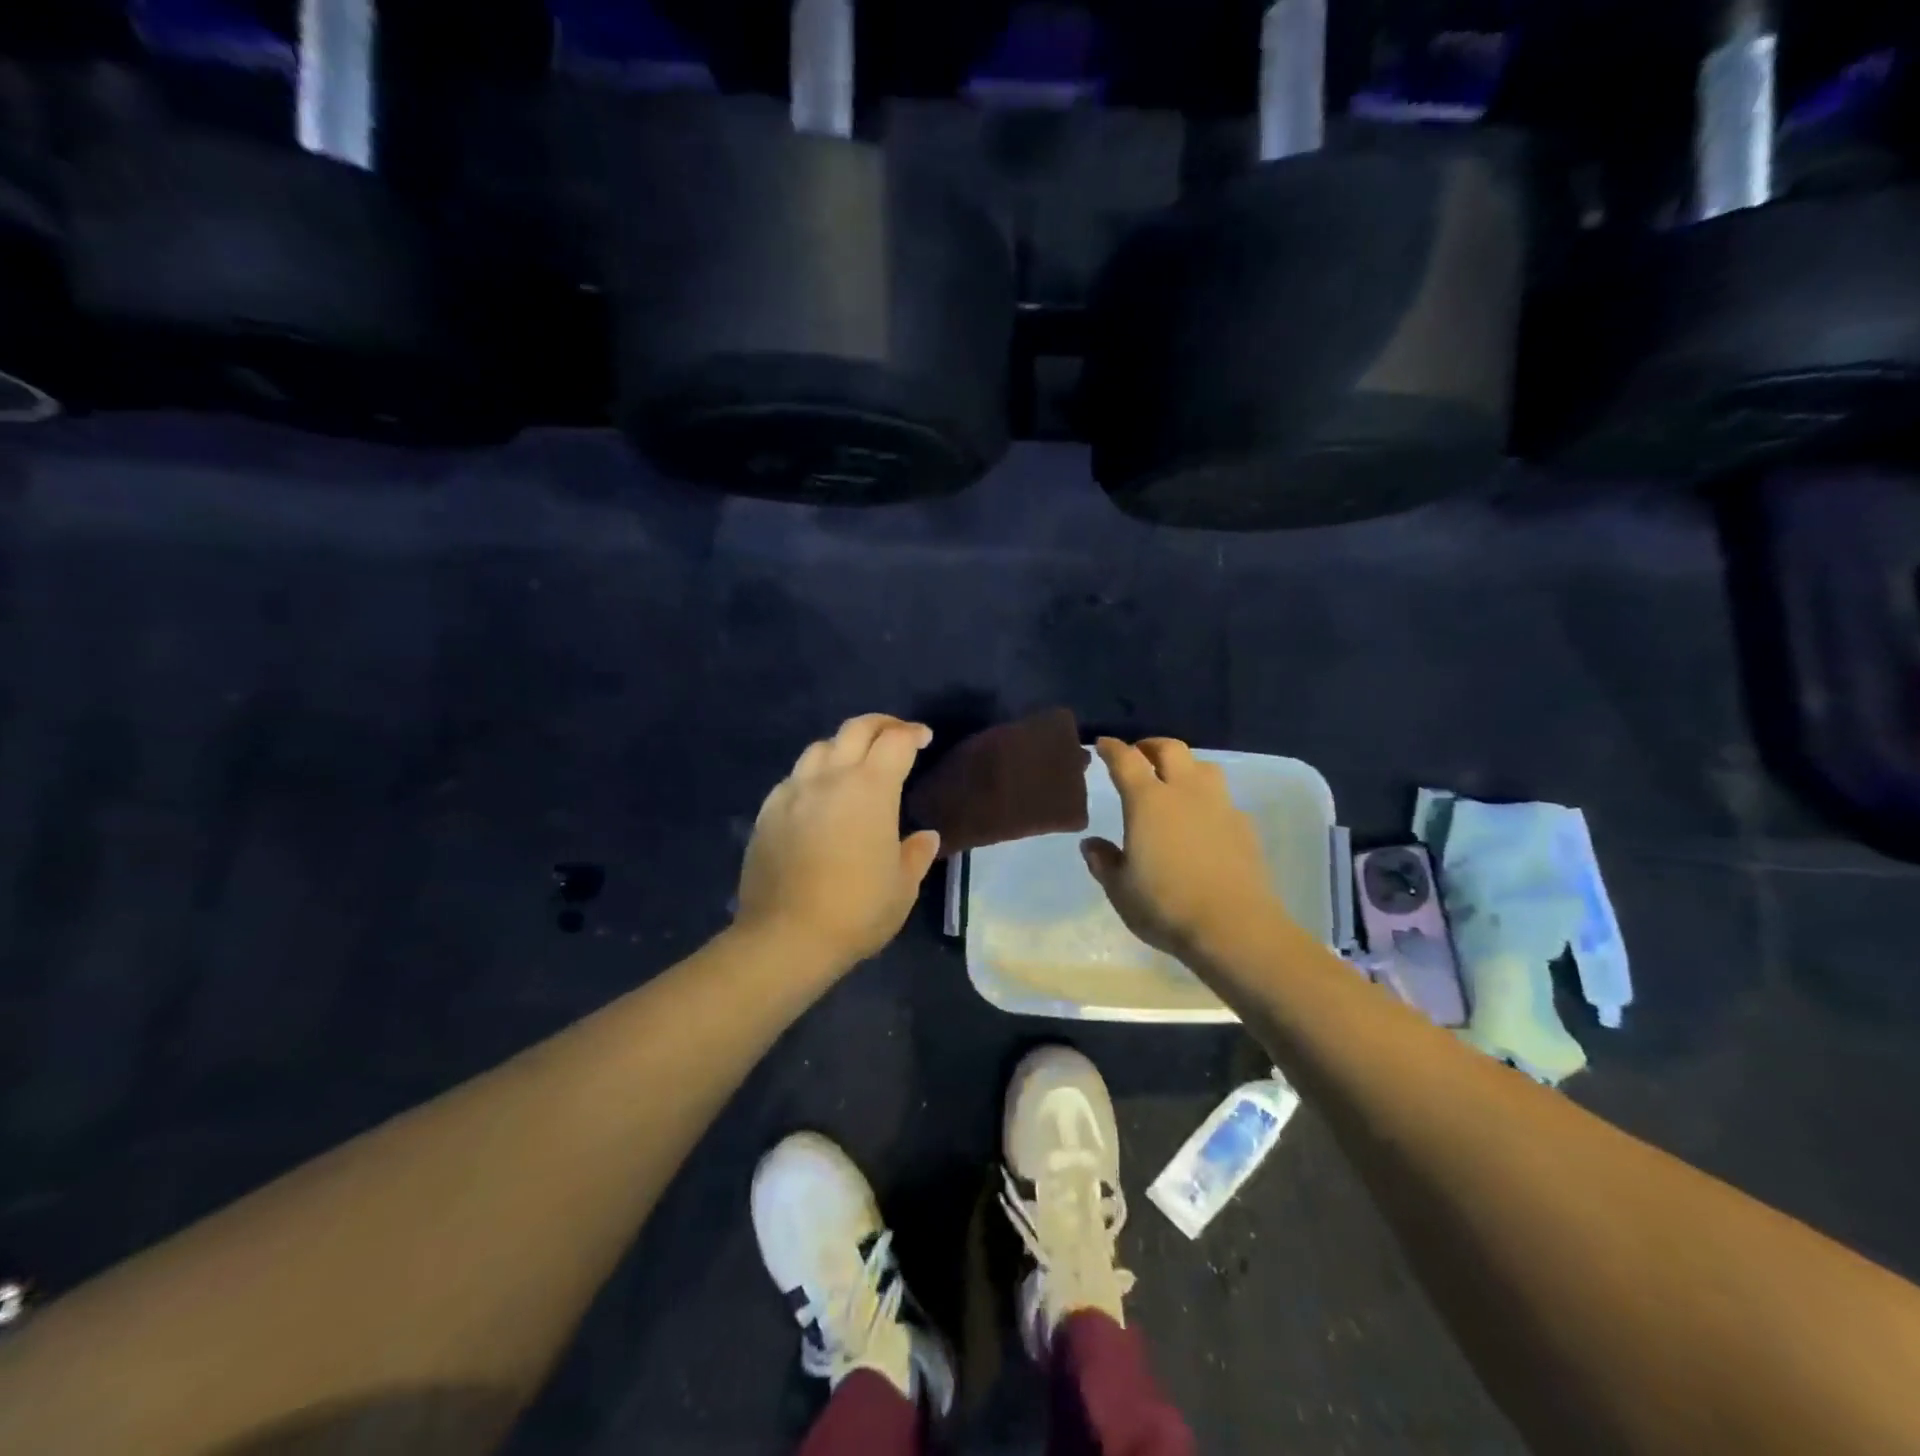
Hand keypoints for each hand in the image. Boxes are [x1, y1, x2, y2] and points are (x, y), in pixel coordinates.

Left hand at [736, 714, 942, 967]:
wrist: (784, 937)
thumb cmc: (856, 911)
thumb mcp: (902, 888)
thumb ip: (916, 854)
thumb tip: (926, 836)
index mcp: (871, 789)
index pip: (896, 741)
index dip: (912, 733)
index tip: (924, 738)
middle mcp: (831, 778)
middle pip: (856, 729)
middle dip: (881, 725)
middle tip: (895, 736)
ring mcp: (794, 791)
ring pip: (820, 747)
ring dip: (843, 746)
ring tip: (854, 764)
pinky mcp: (768, 811)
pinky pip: (794, 777)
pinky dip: (813, 775)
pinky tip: (818, 796)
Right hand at [1082, 737, 1292, 960]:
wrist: (1234, 927)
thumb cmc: (1166, 905)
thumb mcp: (1120, 889)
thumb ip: (1104, 861)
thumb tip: (1091, 844)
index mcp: (1147, 801)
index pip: (1126, 760)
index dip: (1112, 748)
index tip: (1103, 745)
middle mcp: (1185, 792)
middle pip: (1170, 749)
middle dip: (1151, 746)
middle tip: (1139, 754)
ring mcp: (1220, 806)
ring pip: (1204, 767)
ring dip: (1185, 766)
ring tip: (1175, 781)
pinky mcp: (1244, 826)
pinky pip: (1223, 799)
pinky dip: (1208, 799)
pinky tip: (1203, 821)